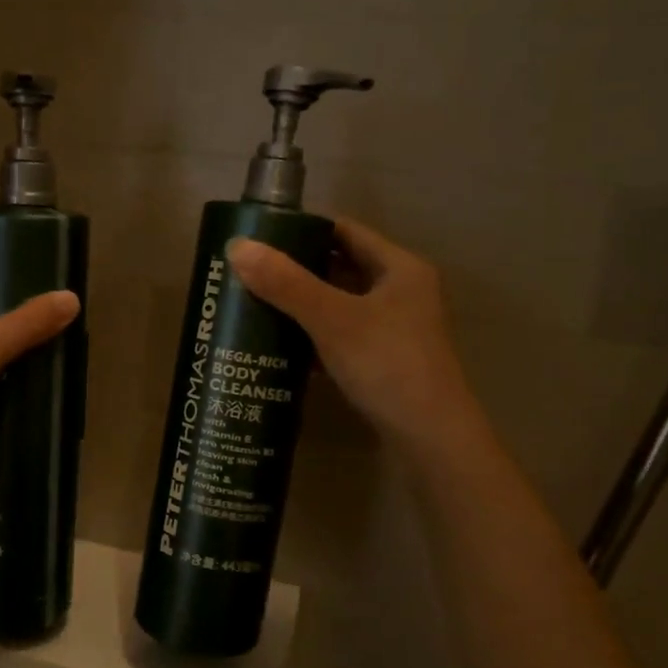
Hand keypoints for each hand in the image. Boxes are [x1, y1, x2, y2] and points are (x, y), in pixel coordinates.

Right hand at [227, 219, 479, 453]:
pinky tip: (279, 343)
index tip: (261, 235)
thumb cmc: (387, 365)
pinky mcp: (384, 360)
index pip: (345, 230)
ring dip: (302, 304)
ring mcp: (394, 328)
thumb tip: (237, 246)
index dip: (304, 228)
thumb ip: (285, 283)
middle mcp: (401, 291)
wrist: (430, 439)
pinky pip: (340, 335)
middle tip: (250, 271)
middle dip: (296, 269)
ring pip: (339, 304)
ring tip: (255, 303)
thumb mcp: (332, 319)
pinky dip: (313, 335)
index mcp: (400, 268)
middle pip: (341, 267)